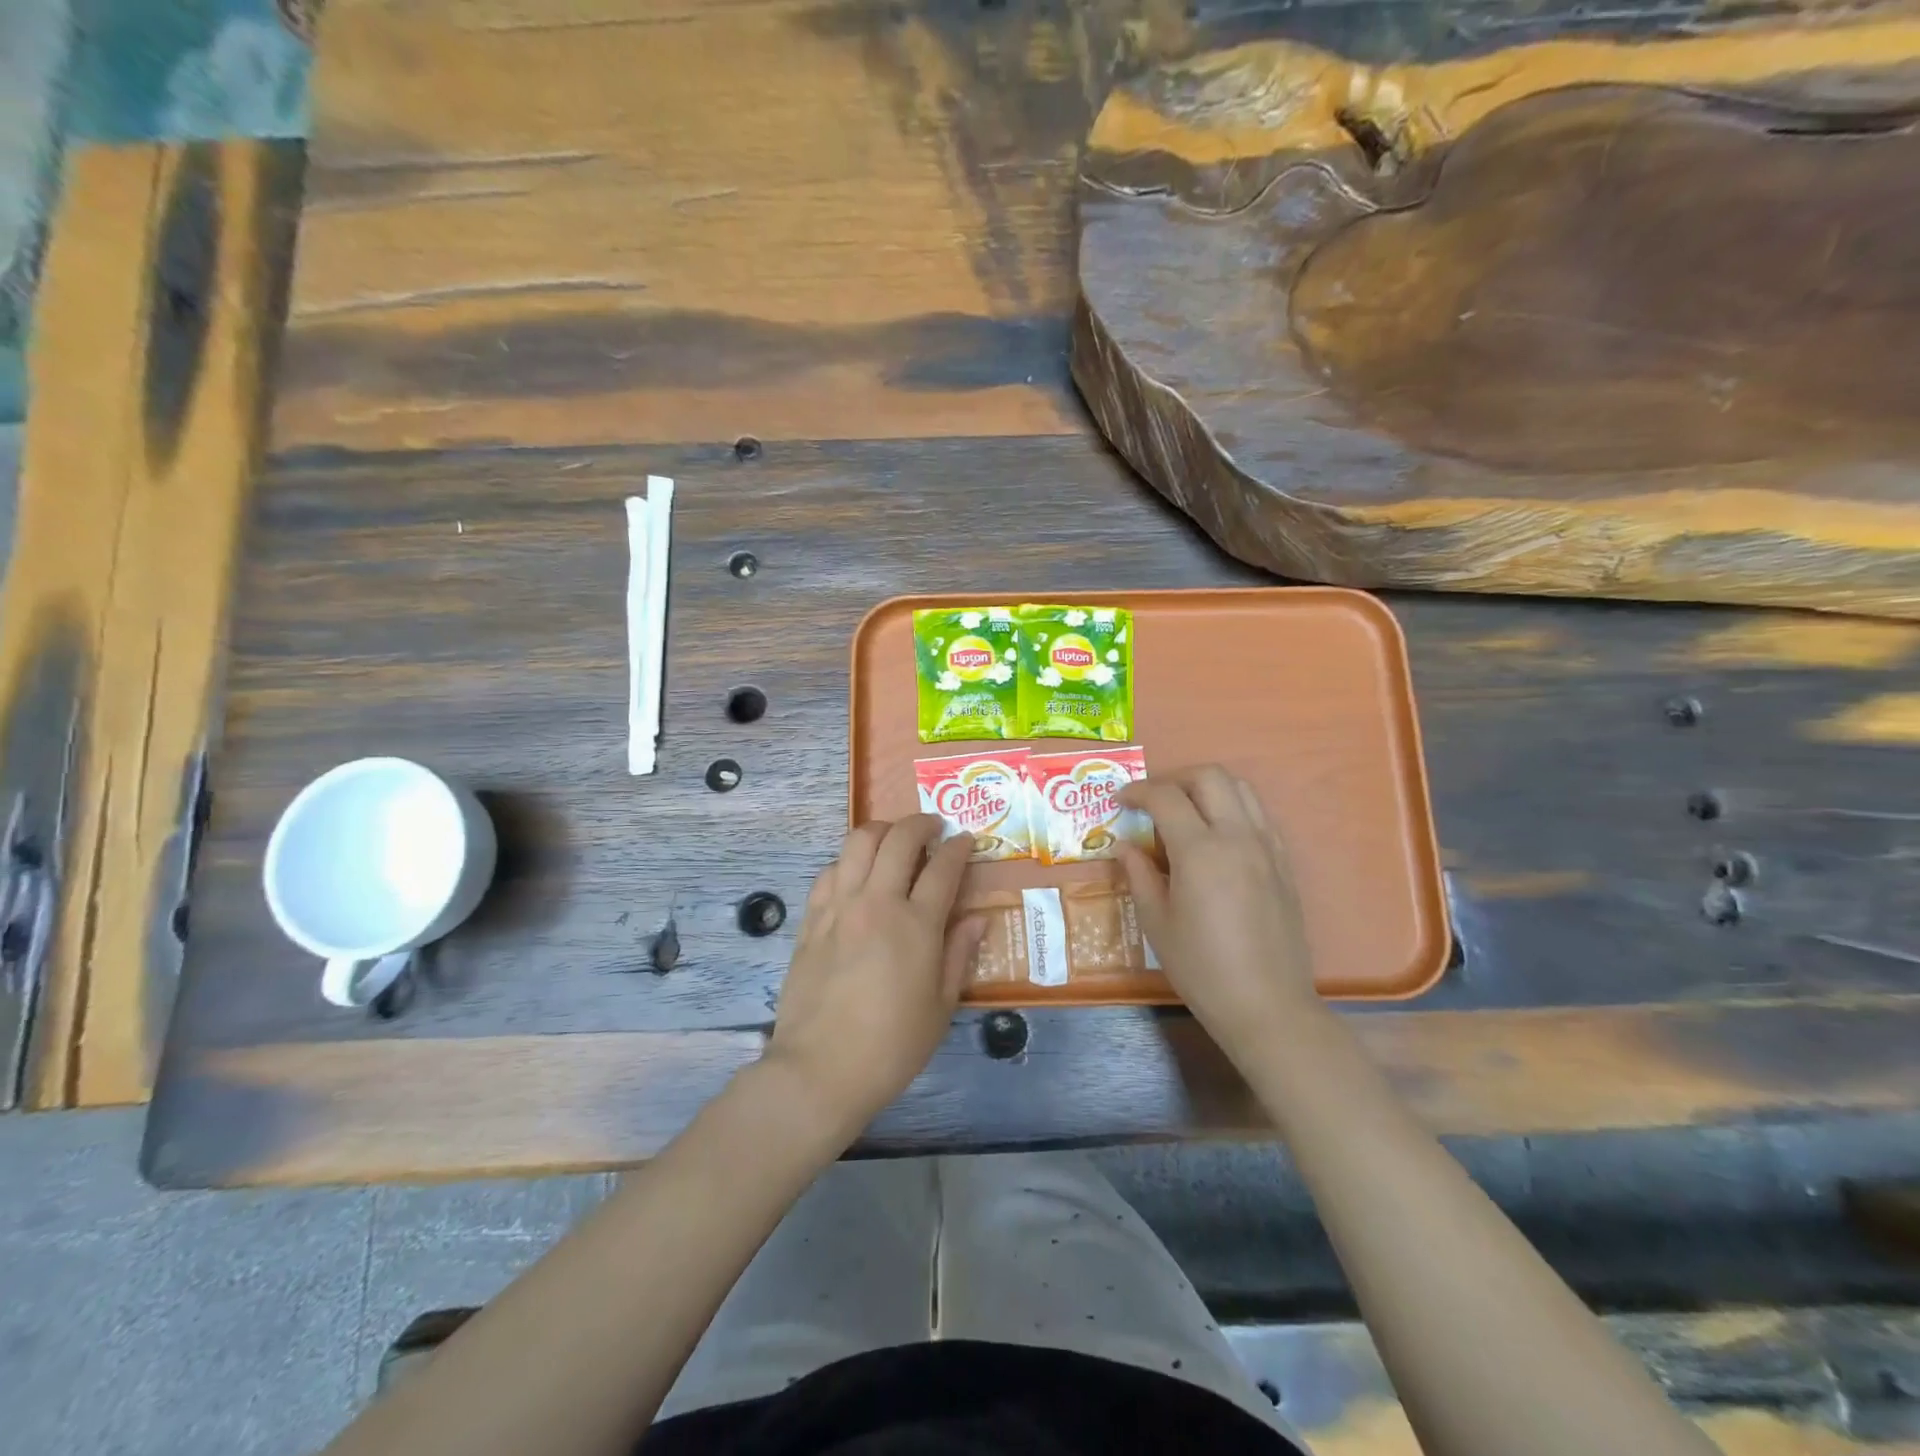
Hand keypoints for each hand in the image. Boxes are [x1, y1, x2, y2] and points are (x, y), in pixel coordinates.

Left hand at [764, 816, 982, 1136]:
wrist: (820, 1070)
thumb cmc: (892, 1046)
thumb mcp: (941, 1006)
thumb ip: (959, 954)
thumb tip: (977, 918)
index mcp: (916, 925)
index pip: (943, 867)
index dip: (958, 847)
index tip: (966, 840)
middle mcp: (877, 903)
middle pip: (899, 839)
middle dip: (921, 823)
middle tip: (933, 828)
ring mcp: (839, 907)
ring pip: (858, 843)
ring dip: (882, 830)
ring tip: (894, 838)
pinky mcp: (811, 919)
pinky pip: (829, 871)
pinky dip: (848, 860)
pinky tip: (857, 872)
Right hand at [1117, 765, 1319, 1063]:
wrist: (1267, 1006)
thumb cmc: (1202, 968)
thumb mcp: (1157, 922)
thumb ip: (1139, 875)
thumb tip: (1125, 845)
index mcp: (1200, 851)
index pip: (1166, 797)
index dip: (1138, 791)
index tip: (1120, 800)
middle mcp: (1238, 837)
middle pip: (1209, 777)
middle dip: (1175, 778)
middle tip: (1153, 800)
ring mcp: (1267, 847)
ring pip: (1241, 788)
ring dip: (1207, 788)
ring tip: (1185, 811)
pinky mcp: (1284, 863)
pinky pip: (1259, 815)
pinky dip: (1233, 808)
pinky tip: (1216, 836)